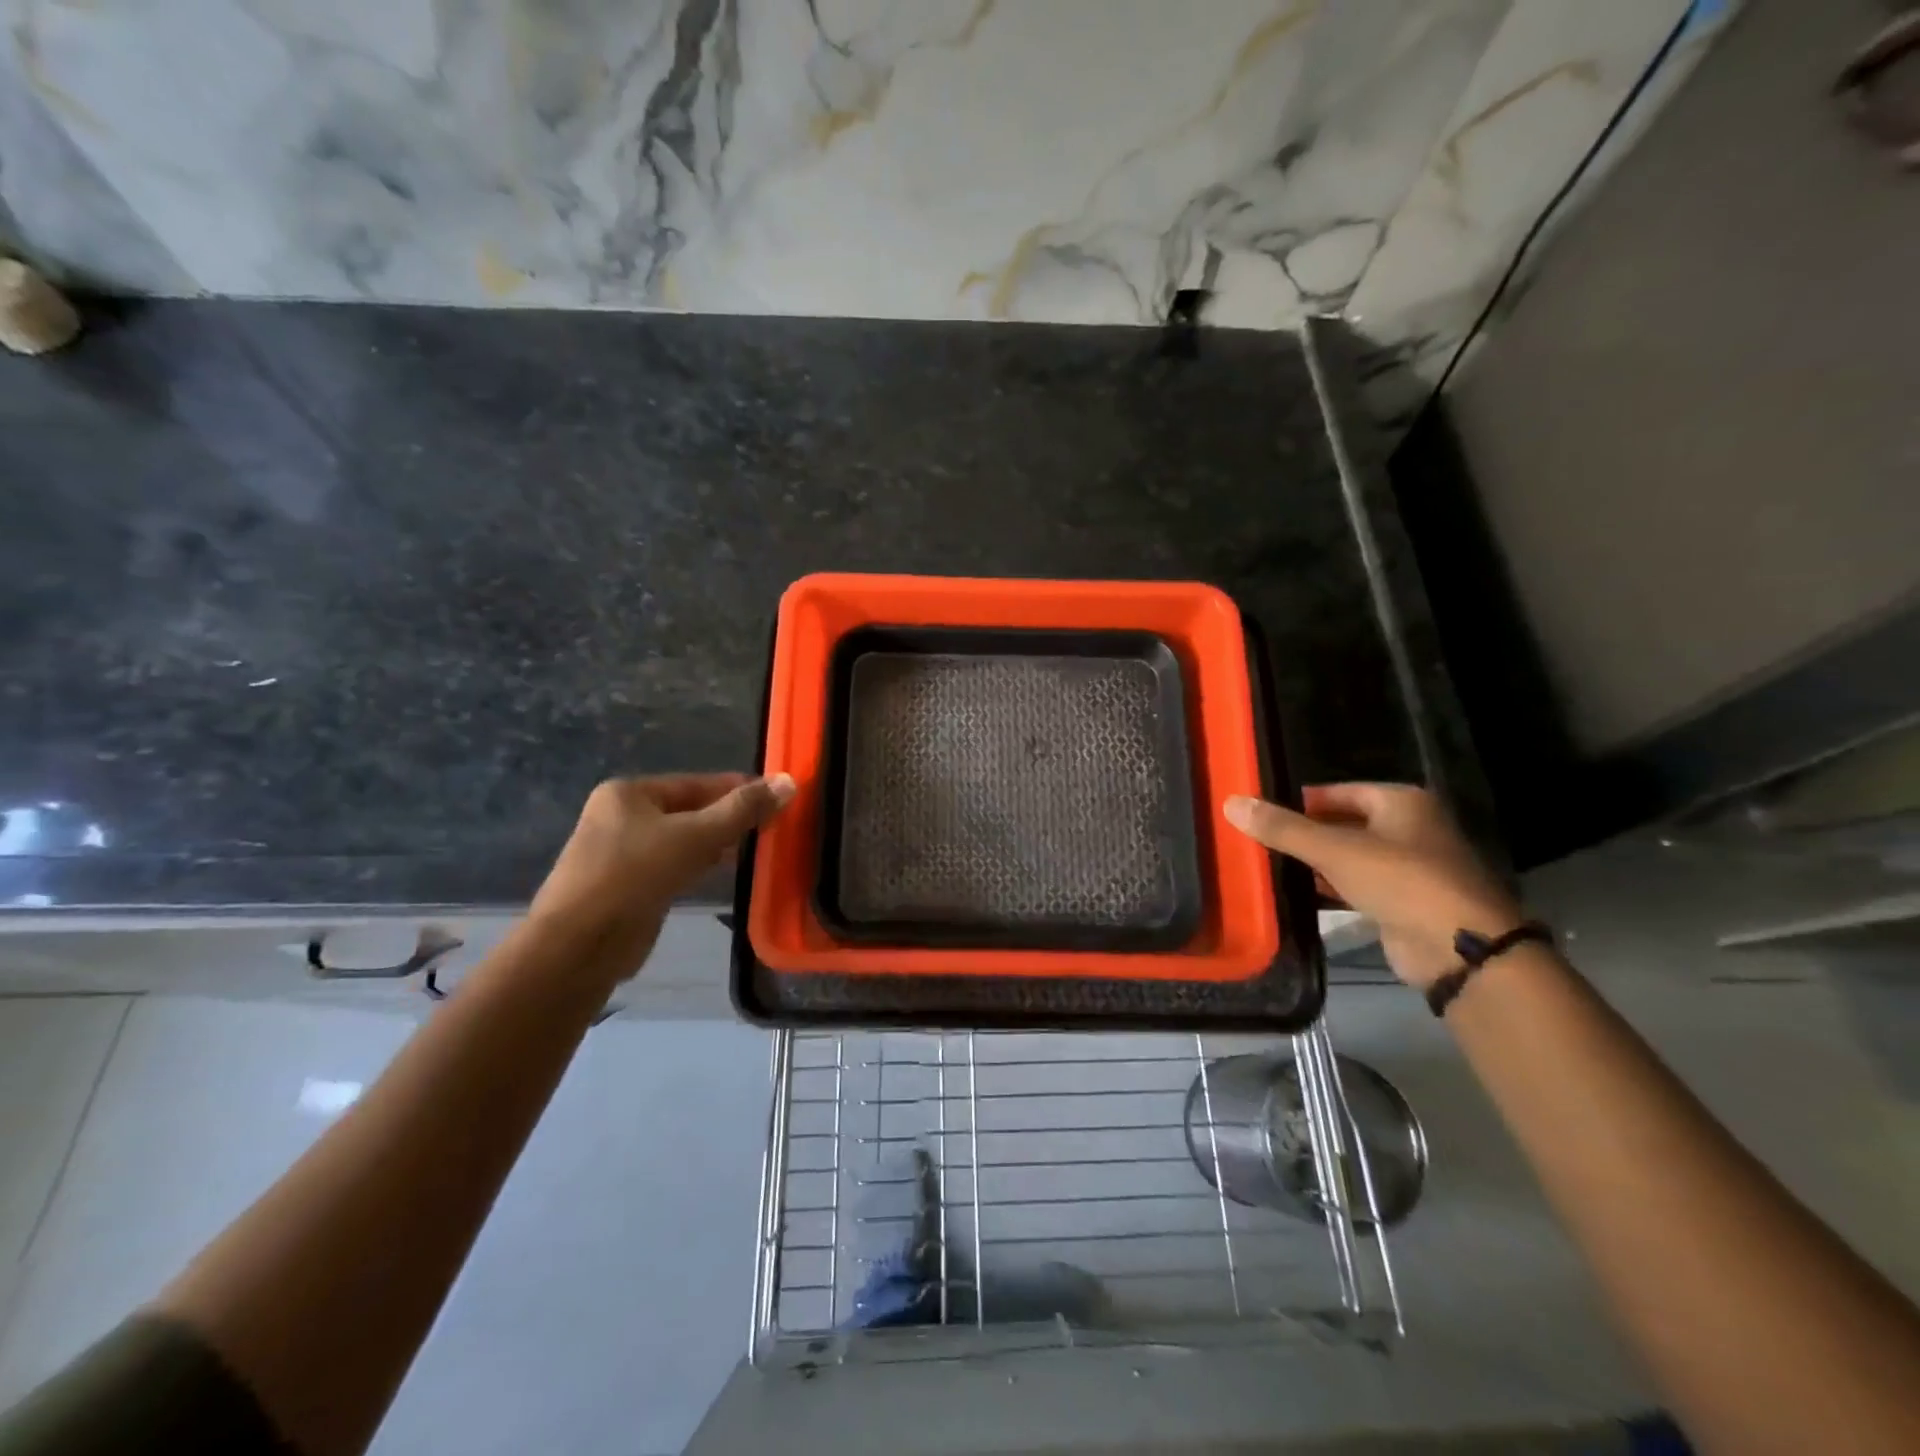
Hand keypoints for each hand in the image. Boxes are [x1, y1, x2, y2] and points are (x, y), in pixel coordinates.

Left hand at [527, 772, 794, 980]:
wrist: (578, 945)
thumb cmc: (634, 876)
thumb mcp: (695, 836)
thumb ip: (742, 810)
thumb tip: (788, 782)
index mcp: (629, 793)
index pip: (697, 783)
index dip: (739, 789)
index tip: (778, 797)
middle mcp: (621, 816)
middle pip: (690, 810)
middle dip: (729, 818)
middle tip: (773, 825)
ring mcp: (621, 853)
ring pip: (682, 839)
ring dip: (717, 843)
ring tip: (757, 848)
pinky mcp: (627, 886)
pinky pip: (673, 865)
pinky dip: (699, 865)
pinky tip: (724, 871)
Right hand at [1224, 783, 1521, 988]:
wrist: (1457, 948)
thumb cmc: (1400, 880)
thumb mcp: (1334, 849)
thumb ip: (1283, 828)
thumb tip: (1232, 802)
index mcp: (1402, 803)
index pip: (1338, 792)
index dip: (1301, 800)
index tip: (1263, 811)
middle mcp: (1410, 830)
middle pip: (1343, 824)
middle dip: (1304, 832)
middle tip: (1258, 838)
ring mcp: (1409, 869)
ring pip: (1349, 858)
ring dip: (1315, 863)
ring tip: (1268, 864)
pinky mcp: (1402, 904)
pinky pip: (1355, 888)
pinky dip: (1329, 889)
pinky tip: (1295, 893)